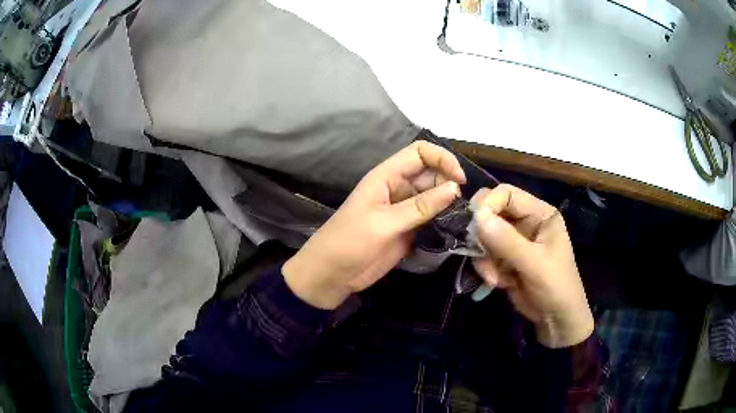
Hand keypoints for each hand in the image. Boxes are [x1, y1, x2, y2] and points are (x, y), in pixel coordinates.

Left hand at [283, 141, 466, 309]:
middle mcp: (398, 188)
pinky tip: (455, 229)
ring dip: (449, 204)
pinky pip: (432, 218)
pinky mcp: (409, 230)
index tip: (459, 181)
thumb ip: (420, 207)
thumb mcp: (384, 223)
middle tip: (463, 206)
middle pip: (431, 174)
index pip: (420, 153)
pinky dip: (444, 221)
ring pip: (434, 197)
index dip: (442, 159)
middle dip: (449, 184)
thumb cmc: (349, 242)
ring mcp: (404, 210)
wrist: (331, 275)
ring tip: (464, 218)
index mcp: (387, 176)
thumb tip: (454, 189)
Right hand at [470, 184, 593, 347]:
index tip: (475, 226)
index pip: (507, 194)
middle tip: (478, 251)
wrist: (556, 319)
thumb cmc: (556, 286)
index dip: (488, 205)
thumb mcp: (535, 264)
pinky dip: (485, 269)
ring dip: (483, 258)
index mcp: (540, 214)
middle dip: (482, 234)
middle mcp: (525, 222)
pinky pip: (484, 254)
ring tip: (493, 278)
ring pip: (483, 236)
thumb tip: (477, 216)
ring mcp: (513, 241)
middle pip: (491, 211)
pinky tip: (497, 283)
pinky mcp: (503, 258)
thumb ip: (507, 241)